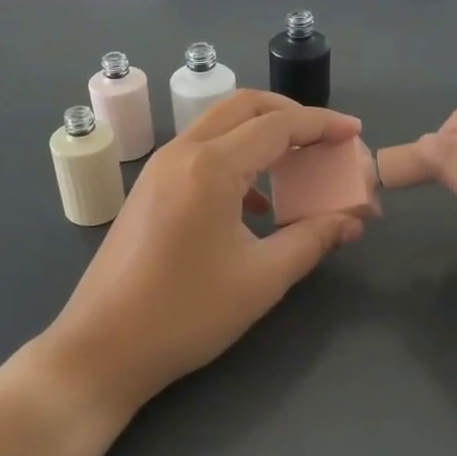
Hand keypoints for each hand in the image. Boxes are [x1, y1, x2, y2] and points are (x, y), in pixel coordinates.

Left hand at [43, 90, 367, 412]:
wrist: (101, 348)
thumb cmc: (186, 314)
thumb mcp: (261, 279)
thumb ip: (313, 239)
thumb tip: (351, 220)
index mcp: (211, 166)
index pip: (278, 125)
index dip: (322, 124)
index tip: (355, 133)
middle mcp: (182, 152)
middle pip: (244, 107)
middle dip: (291, 114)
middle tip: (326, 140)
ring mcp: (158, 168)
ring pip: (219, 126)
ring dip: (260, 133)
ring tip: (296, 165)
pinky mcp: (148, 188)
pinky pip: (200, 152)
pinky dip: (234, 157)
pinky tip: (254, 203)